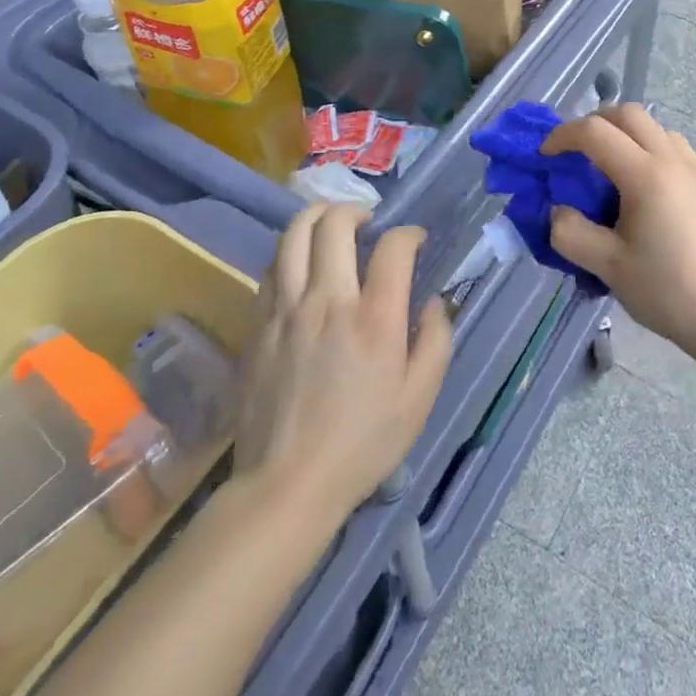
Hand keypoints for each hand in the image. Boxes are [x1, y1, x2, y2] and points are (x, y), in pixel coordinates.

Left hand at [233, 204, 451, 526]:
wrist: (287, 485)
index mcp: (375, 318)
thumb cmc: (363, 444)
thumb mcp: (420, 399)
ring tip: (330, 227)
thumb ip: (436, 341)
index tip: (415, 242)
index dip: (409, 233)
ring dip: (316, 218)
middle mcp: (328, 301)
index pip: (393, 246)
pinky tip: (301, 268)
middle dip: (355, 210)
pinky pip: (271, 270)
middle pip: (335, 224)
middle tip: (368, 224)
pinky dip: (289, 255)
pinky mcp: (258, 327)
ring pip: (293, 236)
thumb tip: (436, 302)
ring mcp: (286, 311)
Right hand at [542, 104, 695, 362]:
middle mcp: (672, 160)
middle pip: (628, 114)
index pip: (596, 132)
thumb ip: (571, 233)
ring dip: (624, 132)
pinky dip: (647, 147)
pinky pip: (672, 146)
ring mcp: (694, 170)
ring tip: (606, 165)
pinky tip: (640, 185)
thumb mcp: (608, 266)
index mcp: (646, 175)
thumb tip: (558, 211)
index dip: (563, 136)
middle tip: (574, 151)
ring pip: (654, 126)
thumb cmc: (666, 290)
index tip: (545, 157)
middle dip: (594, 123)